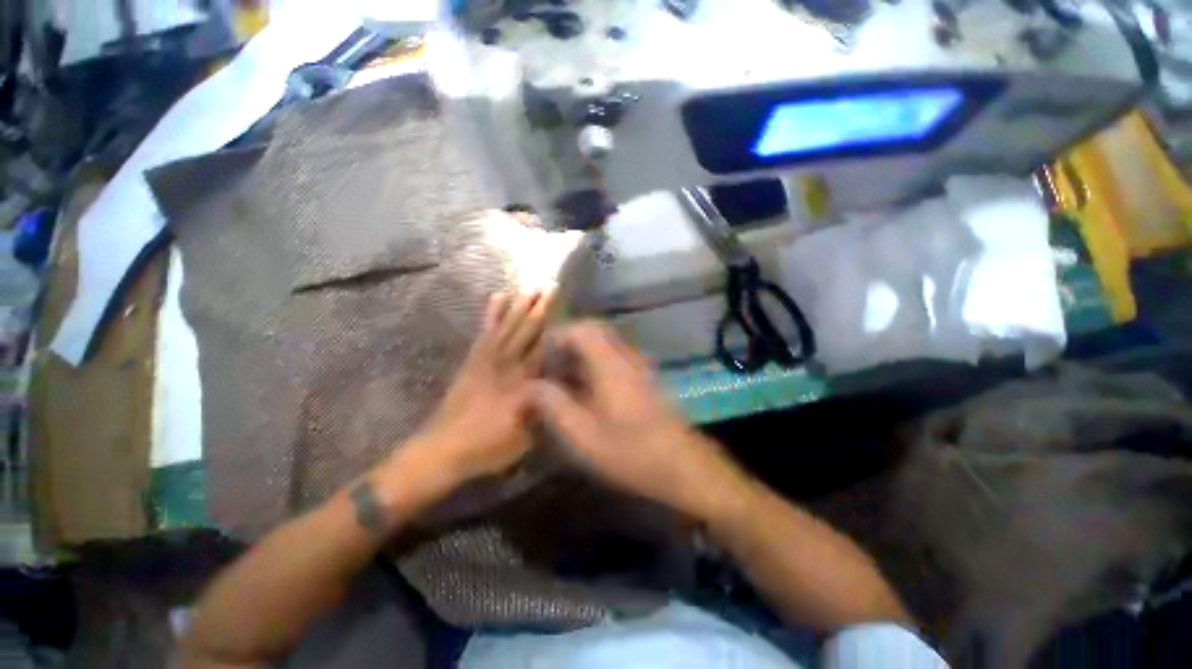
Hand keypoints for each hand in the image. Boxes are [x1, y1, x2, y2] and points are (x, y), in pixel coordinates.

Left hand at [400, 291, 553, 488]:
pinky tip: (497, 298)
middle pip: (525, 332)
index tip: (563, 308)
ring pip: (505, 327)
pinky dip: (491, 314)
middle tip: (550, 287)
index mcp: (521, 384)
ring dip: (519, 306)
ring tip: (530, 289)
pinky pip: (484, 332)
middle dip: (539, 308)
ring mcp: (485, 360)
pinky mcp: (472, 360)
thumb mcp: (525, 438)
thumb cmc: (488, 447)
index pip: (541, 349)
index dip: (553, 327)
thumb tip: (559, 387)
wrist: (442, 450)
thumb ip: (543, 409)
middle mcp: (505, 366)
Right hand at [530, 322, 748, 517]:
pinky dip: (593, 367)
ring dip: (579, 357)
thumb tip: (529, 386)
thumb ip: (553, 405)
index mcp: (610, 363)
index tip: (537, 357)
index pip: (581, 329)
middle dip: (566, 345)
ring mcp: (638, 368)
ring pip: (603, 347)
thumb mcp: (583, 434)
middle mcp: (626, 357)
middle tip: (546, 368)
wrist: (683, 467)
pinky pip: (613, 361)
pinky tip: (582, 394)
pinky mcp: (643, 380)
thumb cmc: (631, 452)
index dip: (556, 337)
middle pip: (593, 333)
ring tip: (558, 381)